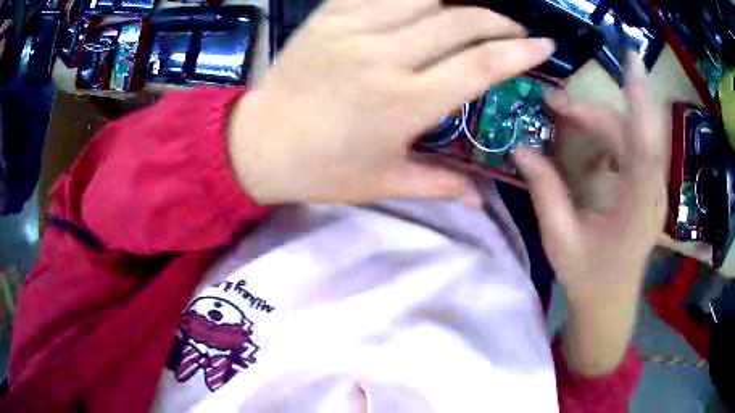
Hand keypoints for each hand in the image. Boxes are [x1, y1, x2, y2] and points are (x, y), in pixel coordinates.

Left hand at [229, 0, 554, 204]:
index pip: (480, 66)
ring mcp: (353, 29)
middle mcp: (384, 56)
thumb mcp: (382, 184)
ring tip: (473, 16)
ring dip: (459, 2)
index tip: (544, 46)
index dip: (520, 53)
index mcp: (403, 103)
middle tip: (514, 30)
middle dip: (498, 21)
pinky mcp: (329, 16)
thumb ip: (439, 185)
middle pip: (461, 21)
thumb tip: (483, 198)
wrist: (258, 143)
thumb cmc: (320, 170)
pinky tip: (425, 5)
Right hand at [515, 54, 668, 298]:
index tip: (632, 62)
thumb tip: (520, 148)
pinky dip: (607, 135)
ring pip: (631, 134)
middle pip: (631, 131)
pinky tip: (587, 143)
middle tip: (554, 104)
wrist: (610, 303)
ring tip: (564, 117)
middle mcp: (653, 191)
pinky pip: (631, 146)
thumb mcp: (560, 240)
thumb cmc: (588, 278)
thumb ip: (545, 191)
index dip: (640, 100)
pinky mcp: (649, 186)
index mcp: (637, 207)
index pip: (646, 145)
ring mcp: (654, 188)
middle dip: (593, 112)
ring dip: (598, 122)